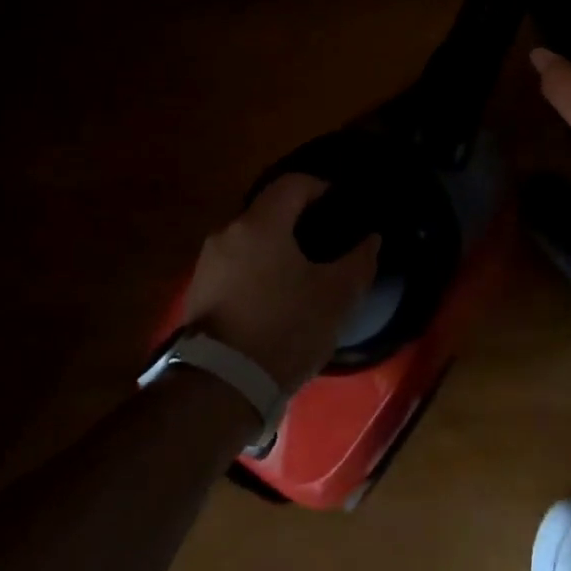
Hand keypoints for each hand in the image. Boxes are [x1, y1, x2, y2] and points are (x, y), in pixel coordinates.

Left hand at [179, 174, 380, 388]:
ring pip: (250, 238)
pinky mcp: (199, 291)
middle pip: (268, 210)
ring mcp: (207, 262)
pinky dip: (258, 267)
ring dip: (276, 245)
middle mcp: (228, 232)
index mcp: (261, 224)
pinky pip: (236, 263)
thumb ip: (359, 260)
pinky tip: (276, 294)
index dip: (321, 187)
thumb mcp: (336, 296)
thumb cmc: (285, 329)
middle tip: (326, 239)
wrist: (222, 386)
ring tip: (302, 270)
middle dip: (298, 218)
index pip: (293, 184)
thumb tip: (371, 239)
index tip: (341, 204)